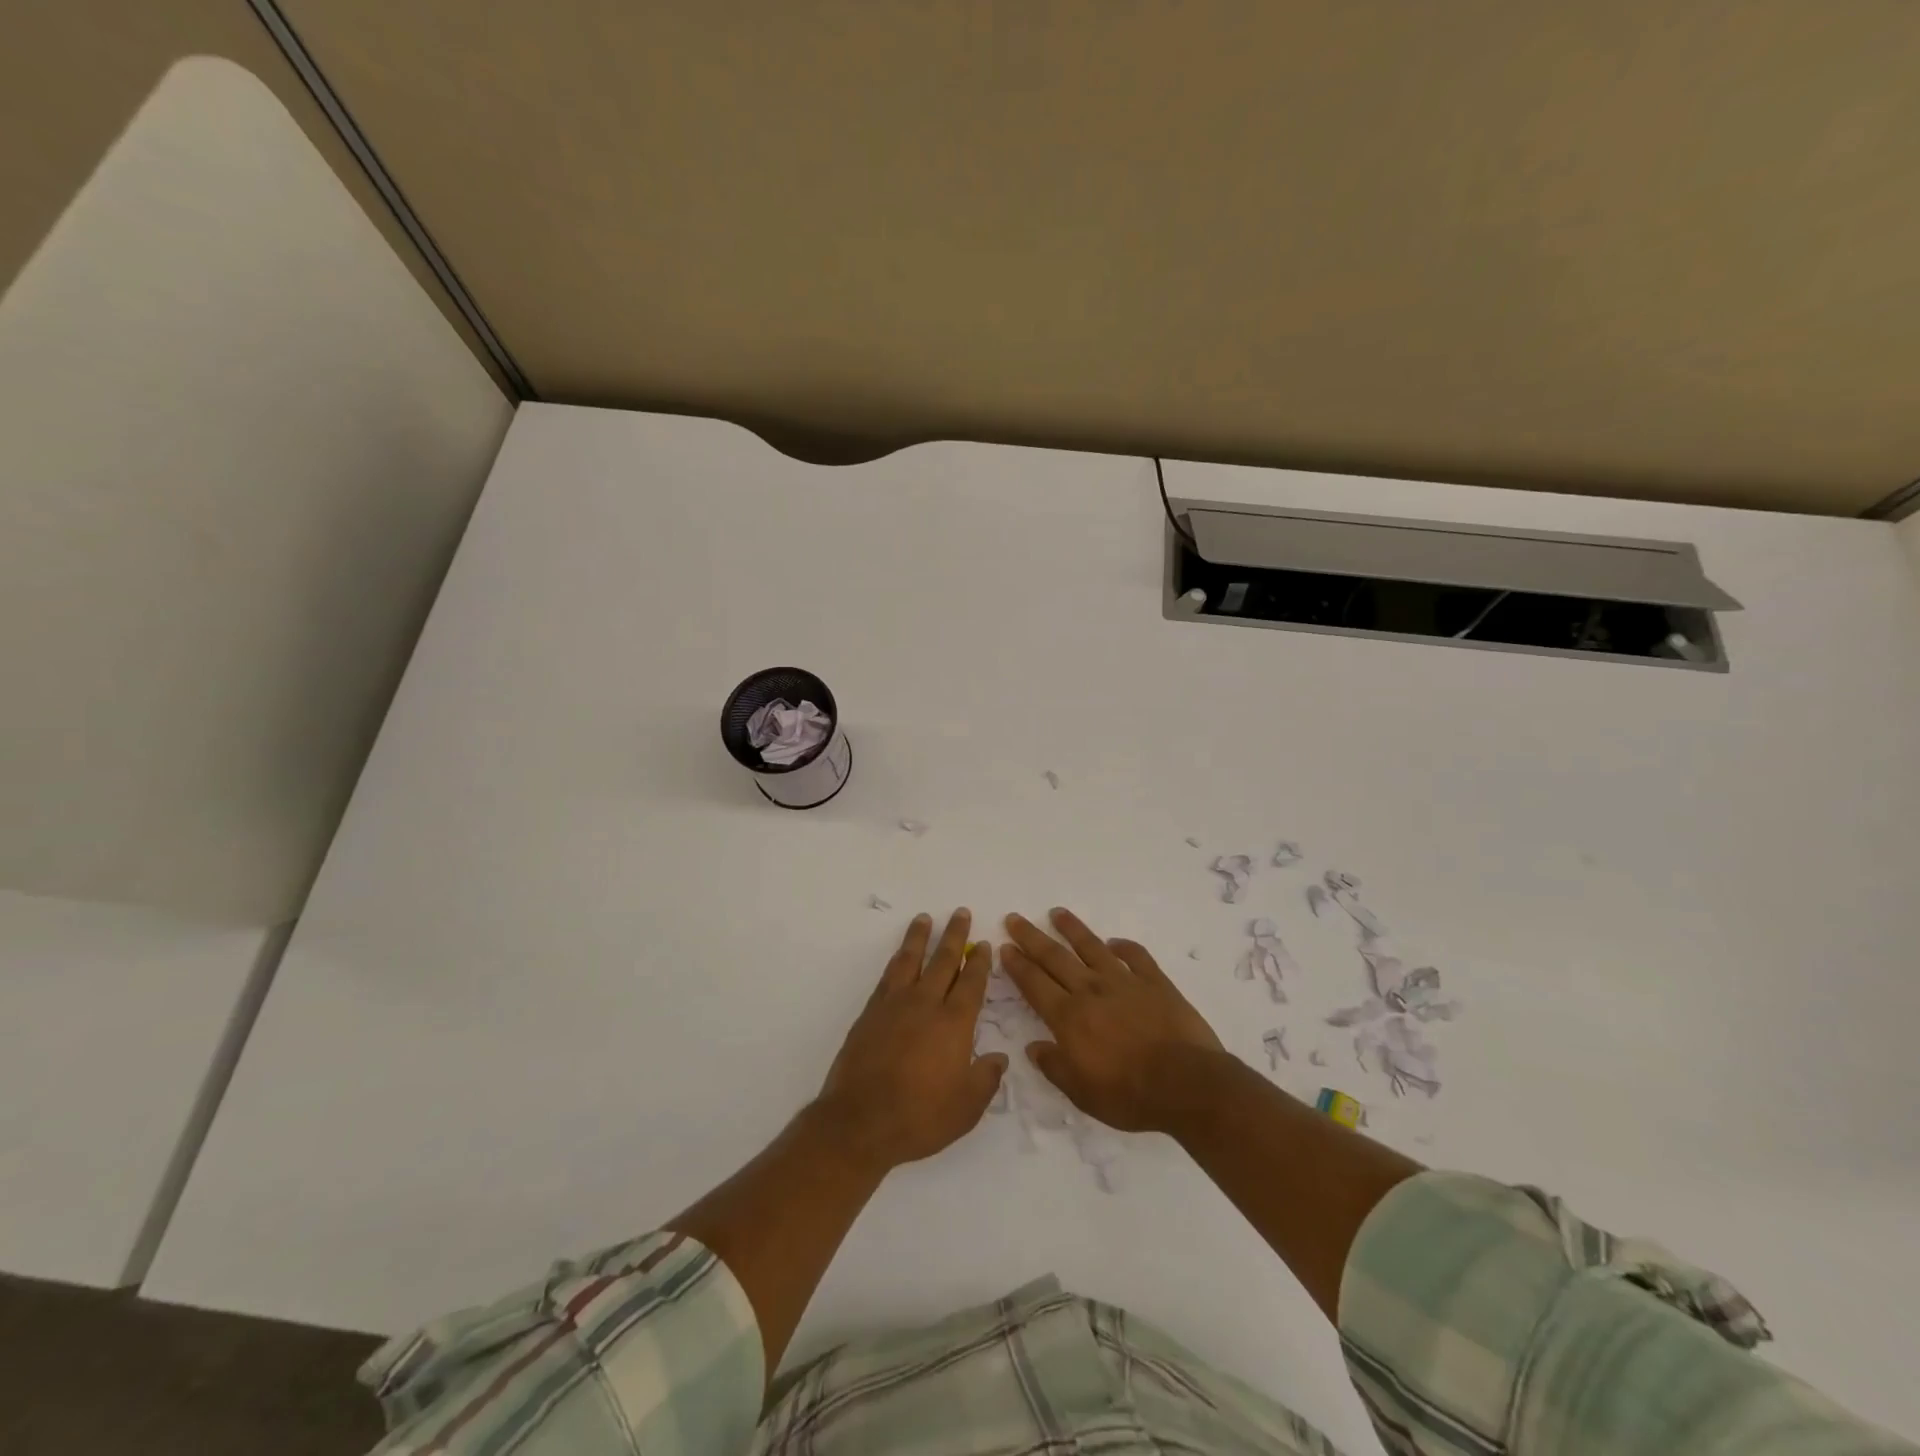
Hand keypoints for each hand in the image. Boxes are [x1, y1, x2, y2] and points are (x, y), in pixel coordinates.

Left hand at [814, 909, 1007, 1171]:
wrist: (860, 1121)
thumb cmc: (919, 1117)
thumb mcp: (966, 1108)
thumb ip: (985, 1079)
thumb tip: (999, 1057)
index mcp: (954, 1023)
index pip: (972, 983)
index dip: (980, 962)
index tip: (984, 944)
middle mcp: (926, 1004)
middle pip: (943, 960)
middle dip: (954, 936)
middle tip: (960, 913)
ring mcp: (895, 1005)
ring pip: (911, 960)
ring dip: (920, 937)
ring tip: (925, 919)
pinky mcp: (871, 1012)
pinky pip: (888, 976)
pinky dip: (897, 960)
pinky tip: (900, 956)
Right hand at [1000, 908, 1225, 1132]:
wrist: (1187, 1085)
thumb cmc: (1130, 1095)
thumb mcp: (1082, 1093)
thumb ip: (1055, 1067)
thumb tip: (1033, 1047)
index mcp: (1069, 1017)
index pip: (1035, 984)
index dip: (1018, 965)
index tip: (1005, 947)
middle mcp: (1091, 991)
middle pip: (1055, 957)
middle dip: (1032, 937)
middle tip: (1015, 918)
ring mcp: (1124, 982)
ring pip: (1091, 947)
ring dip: (1072, 929)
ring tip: (1057, 913)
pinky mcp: (1155, 982)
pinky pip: (1136, 956)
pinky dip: (1124, 947)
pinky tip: (1115, 942)